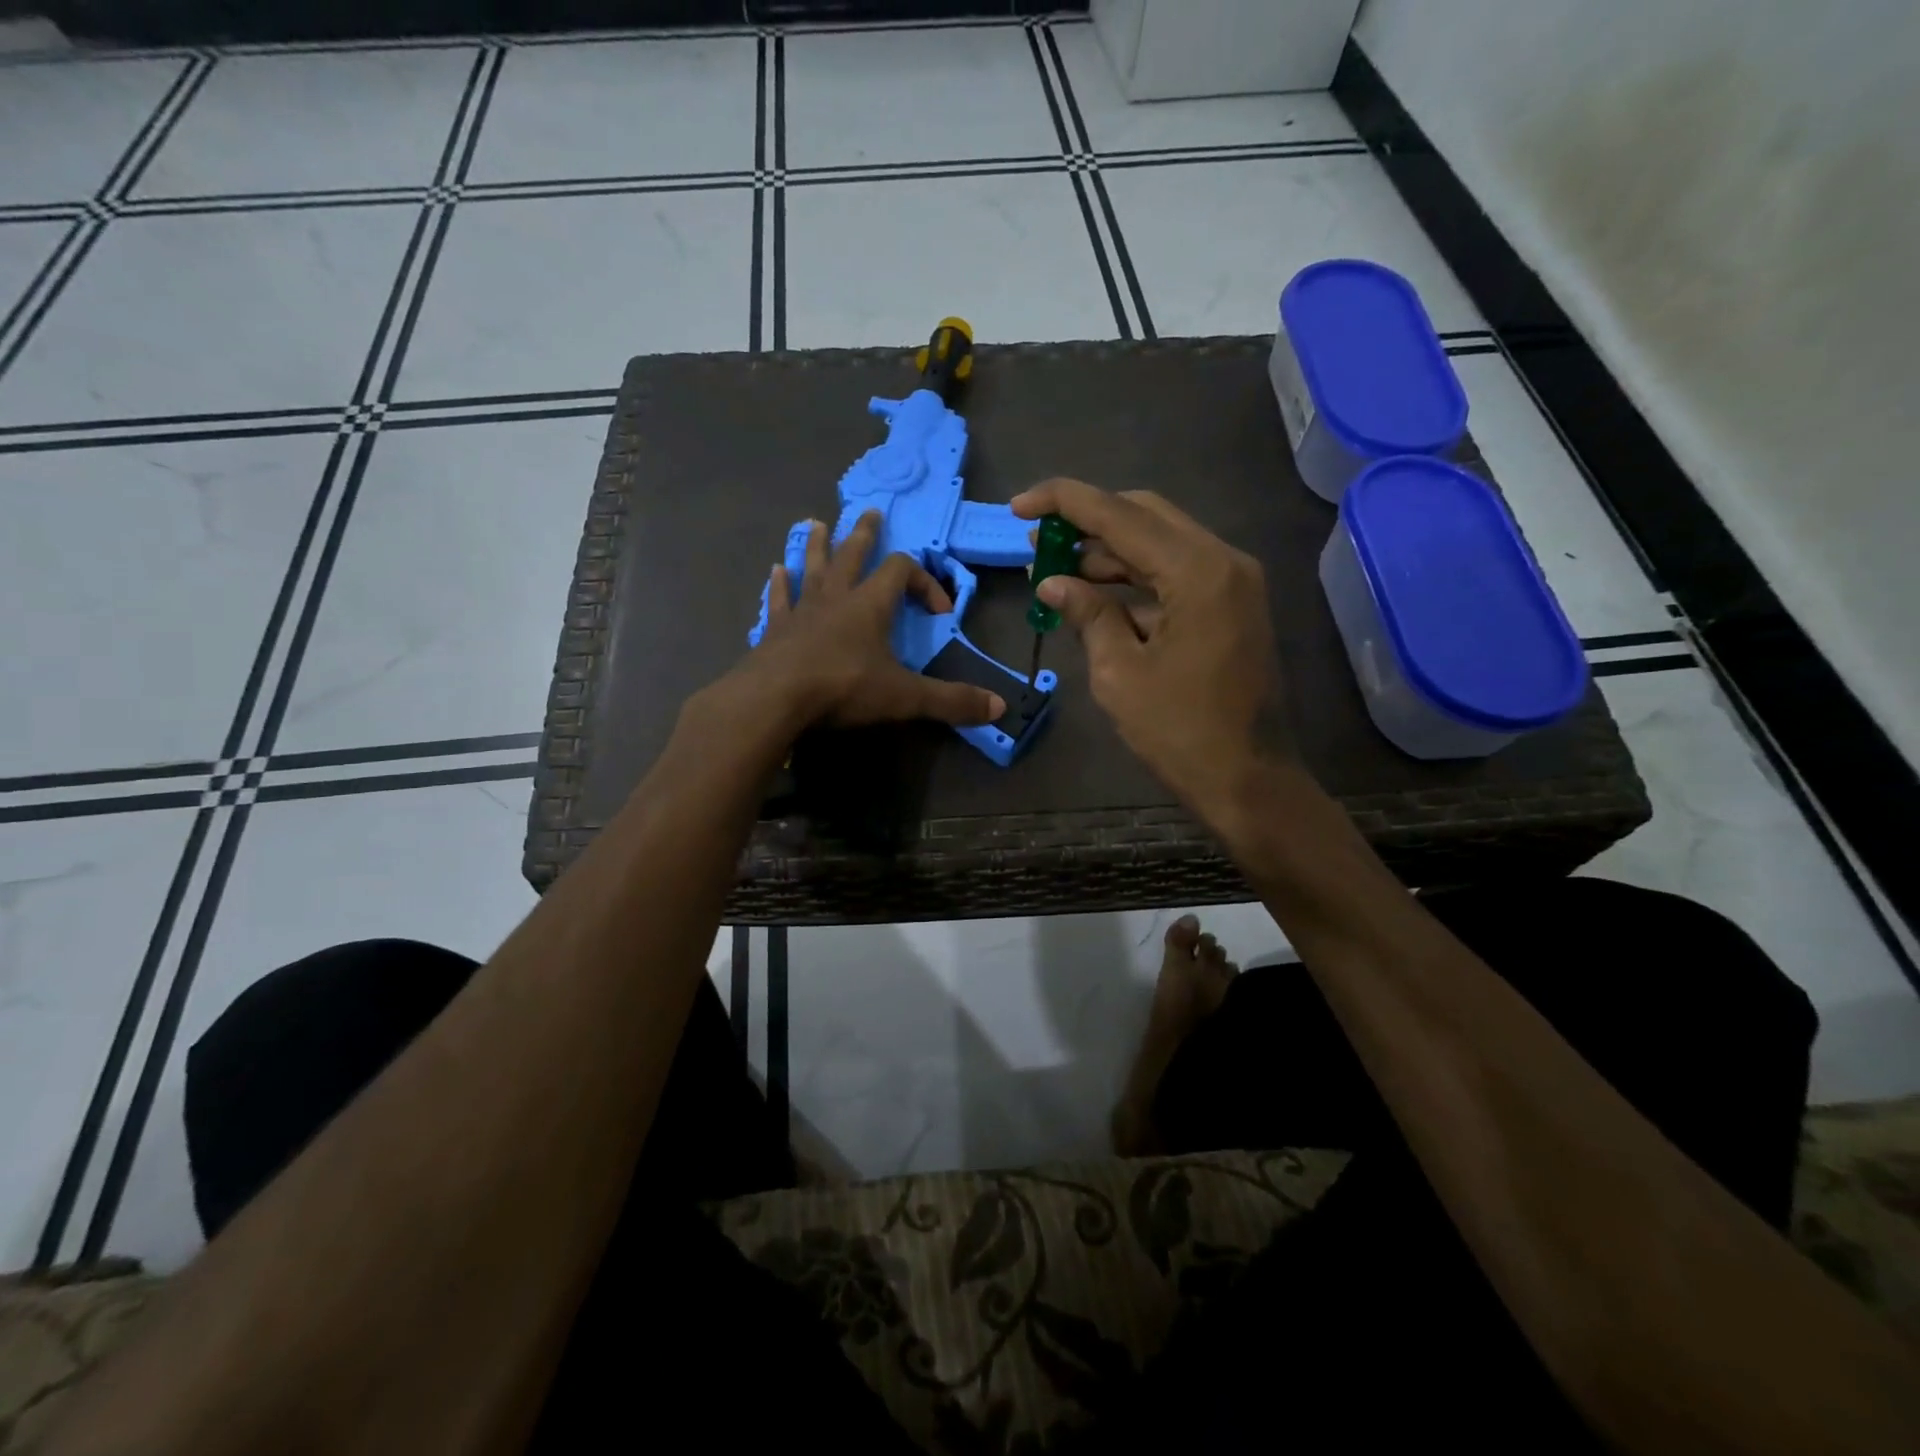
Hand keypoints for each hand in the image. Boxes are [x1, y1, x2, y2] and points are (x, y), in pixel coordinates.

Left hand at [739, 510, 1005, 730]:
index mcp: (870, 604)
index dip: (924, 582)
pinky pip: (779, 599)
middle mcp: (835, 597)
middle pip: (852, 554)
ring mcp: (801, 611)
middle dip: (864, 535)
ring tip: (817, 525)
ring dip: (818, 546)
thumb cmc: (843, 688)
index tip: (940, 610)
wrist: (775, 699)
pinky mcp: (775, 630)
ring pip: (812, 568)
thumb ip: (950, 701)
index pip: (901, 571)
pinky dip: (779, 585)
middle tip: (870, 513)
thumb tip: (999, 708)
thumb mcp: (904, 697)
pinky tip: (775, 571)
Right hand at [1010, 478, 1289, 814]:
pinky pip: (1176, 574)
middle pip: (1145, 515)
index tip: (1019, 504)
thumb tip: (1052, 582)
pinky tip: (1096, 597)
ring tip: (1055, 570)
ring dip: (1109, 552)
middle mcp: (1223, 561)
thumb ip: (1088, 614)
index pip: (1120, 515)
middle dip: (1087, 522)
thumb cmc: (1180, 732)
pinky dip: (1135, 578)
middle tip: (1038, 540)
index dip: (1063, 503)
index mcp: (1197, 571)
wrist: (1248, 780)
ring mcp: (1233, 582)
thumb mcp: (1119, 673)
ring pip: (1161, 543)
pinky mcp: (1231, 606)